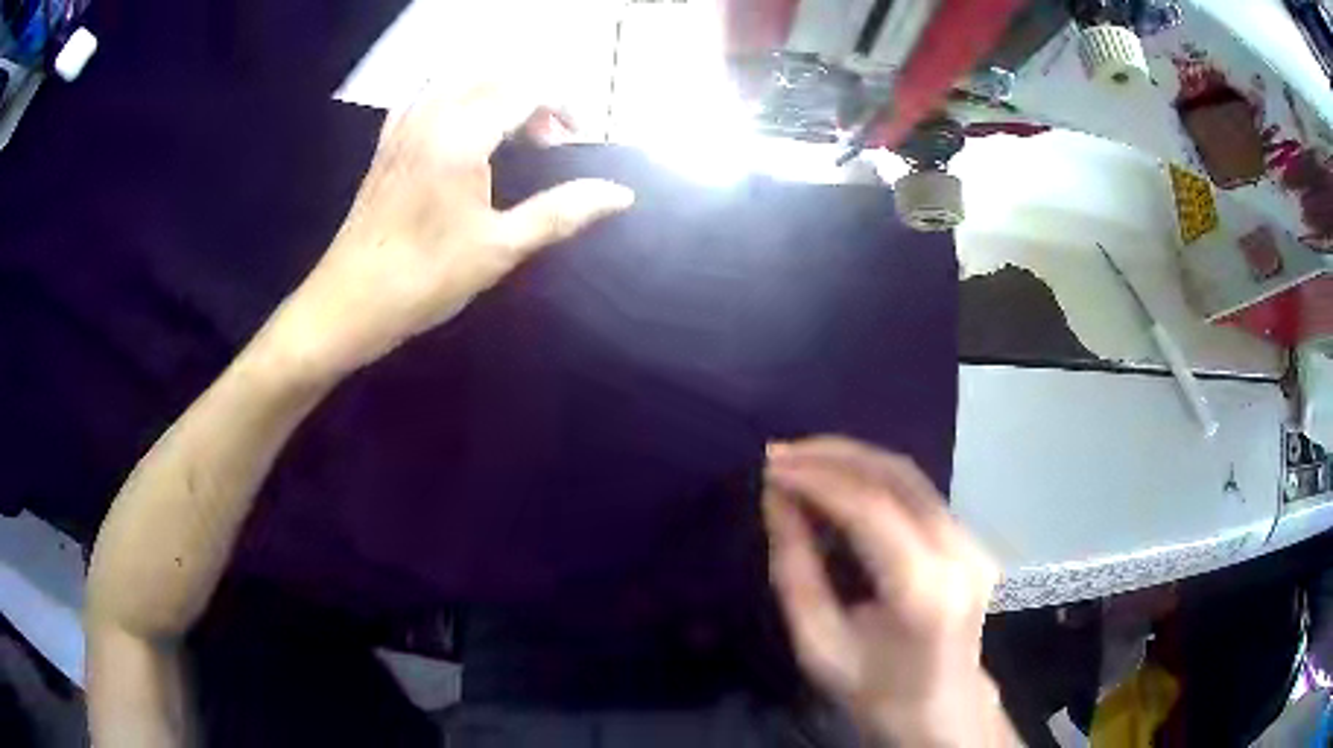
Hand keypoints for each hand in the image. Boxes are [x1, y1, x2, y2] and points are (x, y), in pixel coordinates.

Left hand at [266, 81, 634, 378]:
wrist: (347, 305)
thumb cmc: (423, 280)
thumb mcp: (499, 249)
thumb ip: (561, 213)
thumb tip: (620, 195)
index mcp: (461, 135)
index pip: (527, 87)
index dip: (564, 104)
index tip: (580, 140)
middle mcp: (431, 116)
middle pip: (496, 76)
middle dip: (534, 98)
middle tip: (550, 144)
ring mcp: (403, 126)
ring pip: (460, 80)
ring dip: (497, 95)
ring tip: (512, 135)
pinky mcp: (387, 143)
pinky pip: (427, 97)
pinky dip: (457, 100)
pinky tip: (463, 131)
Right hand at [763, 437, 1013, 746]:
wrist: (938, 707)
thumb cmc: (872, 687)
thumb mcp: (818, 643)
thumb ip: (795, 568)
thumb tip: (776, 499)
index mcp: (923, 590)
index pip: (871, 509)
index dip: (818, 479)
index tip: (771, 466)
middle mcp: (959, 553)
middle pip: (897, 477)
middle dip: (834, 455)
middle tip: (780, 453)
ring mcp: (972, 543)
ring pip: (911, 476)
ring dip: (853, 460)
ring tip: (802, 460)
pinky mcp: (972, 539)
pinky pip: (918, 492)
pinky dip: (873, 478)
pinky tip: (838, 482)